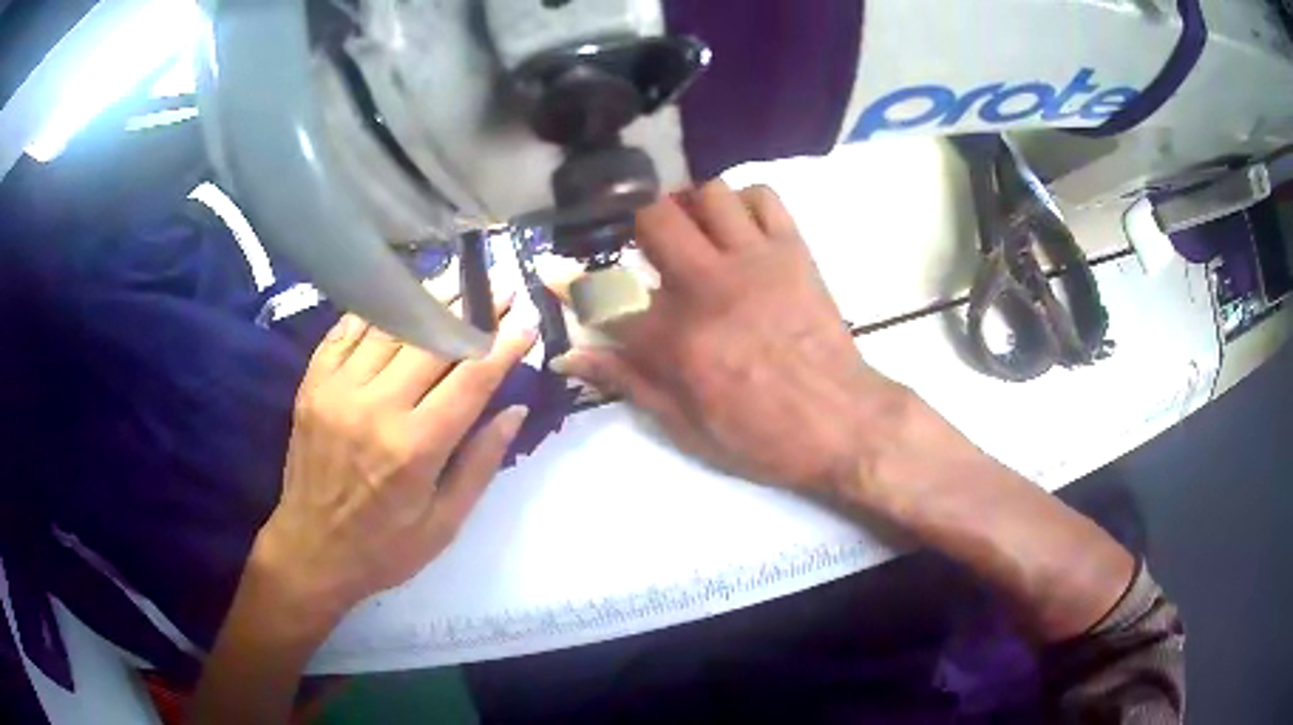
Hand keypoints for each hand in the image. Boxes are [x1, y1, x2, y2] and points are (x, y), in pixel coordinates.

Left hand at [252, 308, 536, 631]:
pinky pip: (346, 331)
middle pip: (431, 339)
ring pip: (389, 326)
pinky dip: (375, 311)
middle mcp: (375, 407)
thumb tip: (514, 409)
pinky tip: (397, 298)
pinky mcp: (312, 384)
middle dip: (472, 309)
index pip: (470, 379)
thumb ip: (481, 464)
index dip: (503, 346)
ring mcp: (338, 389)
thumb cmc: (384, 548)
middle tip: (499, 287)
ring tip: (456, 280)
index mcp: (414, 448)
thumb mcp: (445, 523)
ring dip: (426, 299)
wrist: (310, 550)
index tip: (526, 321)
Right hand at [553, 180, 913, 496]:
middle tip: (641, 242)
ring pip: (708, 192)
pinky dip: (745, 201)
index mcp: (676, 338)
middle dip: (634, 220)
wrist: (844, 424)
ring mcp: (756, 260)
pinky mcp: (794, 251)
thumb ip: (628, 381)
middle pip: (653, 216)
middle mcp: (708, 285)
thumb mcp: (686, 426)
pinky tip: (740, 228)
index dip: (572, 283)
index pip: (605, 295)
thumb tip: (571, 354)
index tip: (558, 272)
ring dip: (689, 205)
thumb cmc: (764, 436)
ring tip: (693, 230)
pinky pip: (764, 196)